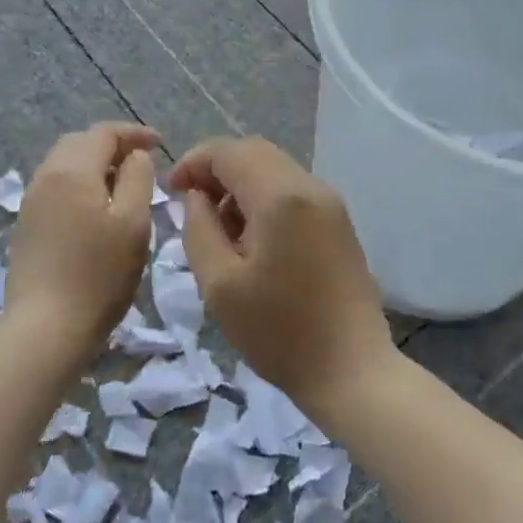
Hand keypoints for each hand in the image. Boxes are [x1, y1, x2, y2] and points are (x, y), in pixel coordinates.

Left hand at [6, 121, 158, 357]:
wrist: (45, 327)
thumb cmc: (99, 273)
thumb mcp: (133, 222)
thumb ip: (138, 178)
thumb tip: (135, 156)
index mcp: (72, 170)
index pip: (104, 132)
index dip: (134, 133)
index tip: (161, 143)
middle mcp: (46, 176)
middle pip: (80, 143)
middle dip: (112, 145)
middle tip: (142, 162)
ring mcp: (31, 201)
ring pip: (65, 164)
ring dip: (95, 164)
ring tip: (122, 185)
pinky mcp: (26, 225)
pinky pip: (56, 187)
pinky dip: (80, 183)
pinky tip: (96, 208)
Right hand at [168, 136, 396, 416]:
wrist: (352, 371)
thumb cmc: (279, 332)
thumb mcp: (219, 285)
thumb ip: (199, 229)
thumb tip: (196, 197)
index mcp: (281, 196)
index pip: (229, 151)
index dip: (193, 162)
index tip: (171, 192)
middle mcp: (310, 186)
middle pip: (254, 152)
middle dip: (217, 170)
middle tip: (192, 206)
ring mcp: (330, 203)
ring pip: (274, 169)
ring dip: (241, 185)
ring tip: (220, 230)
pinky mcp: (339, 222)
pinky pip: (293, 191)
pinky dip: (264, 199)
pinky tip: (252, 239)